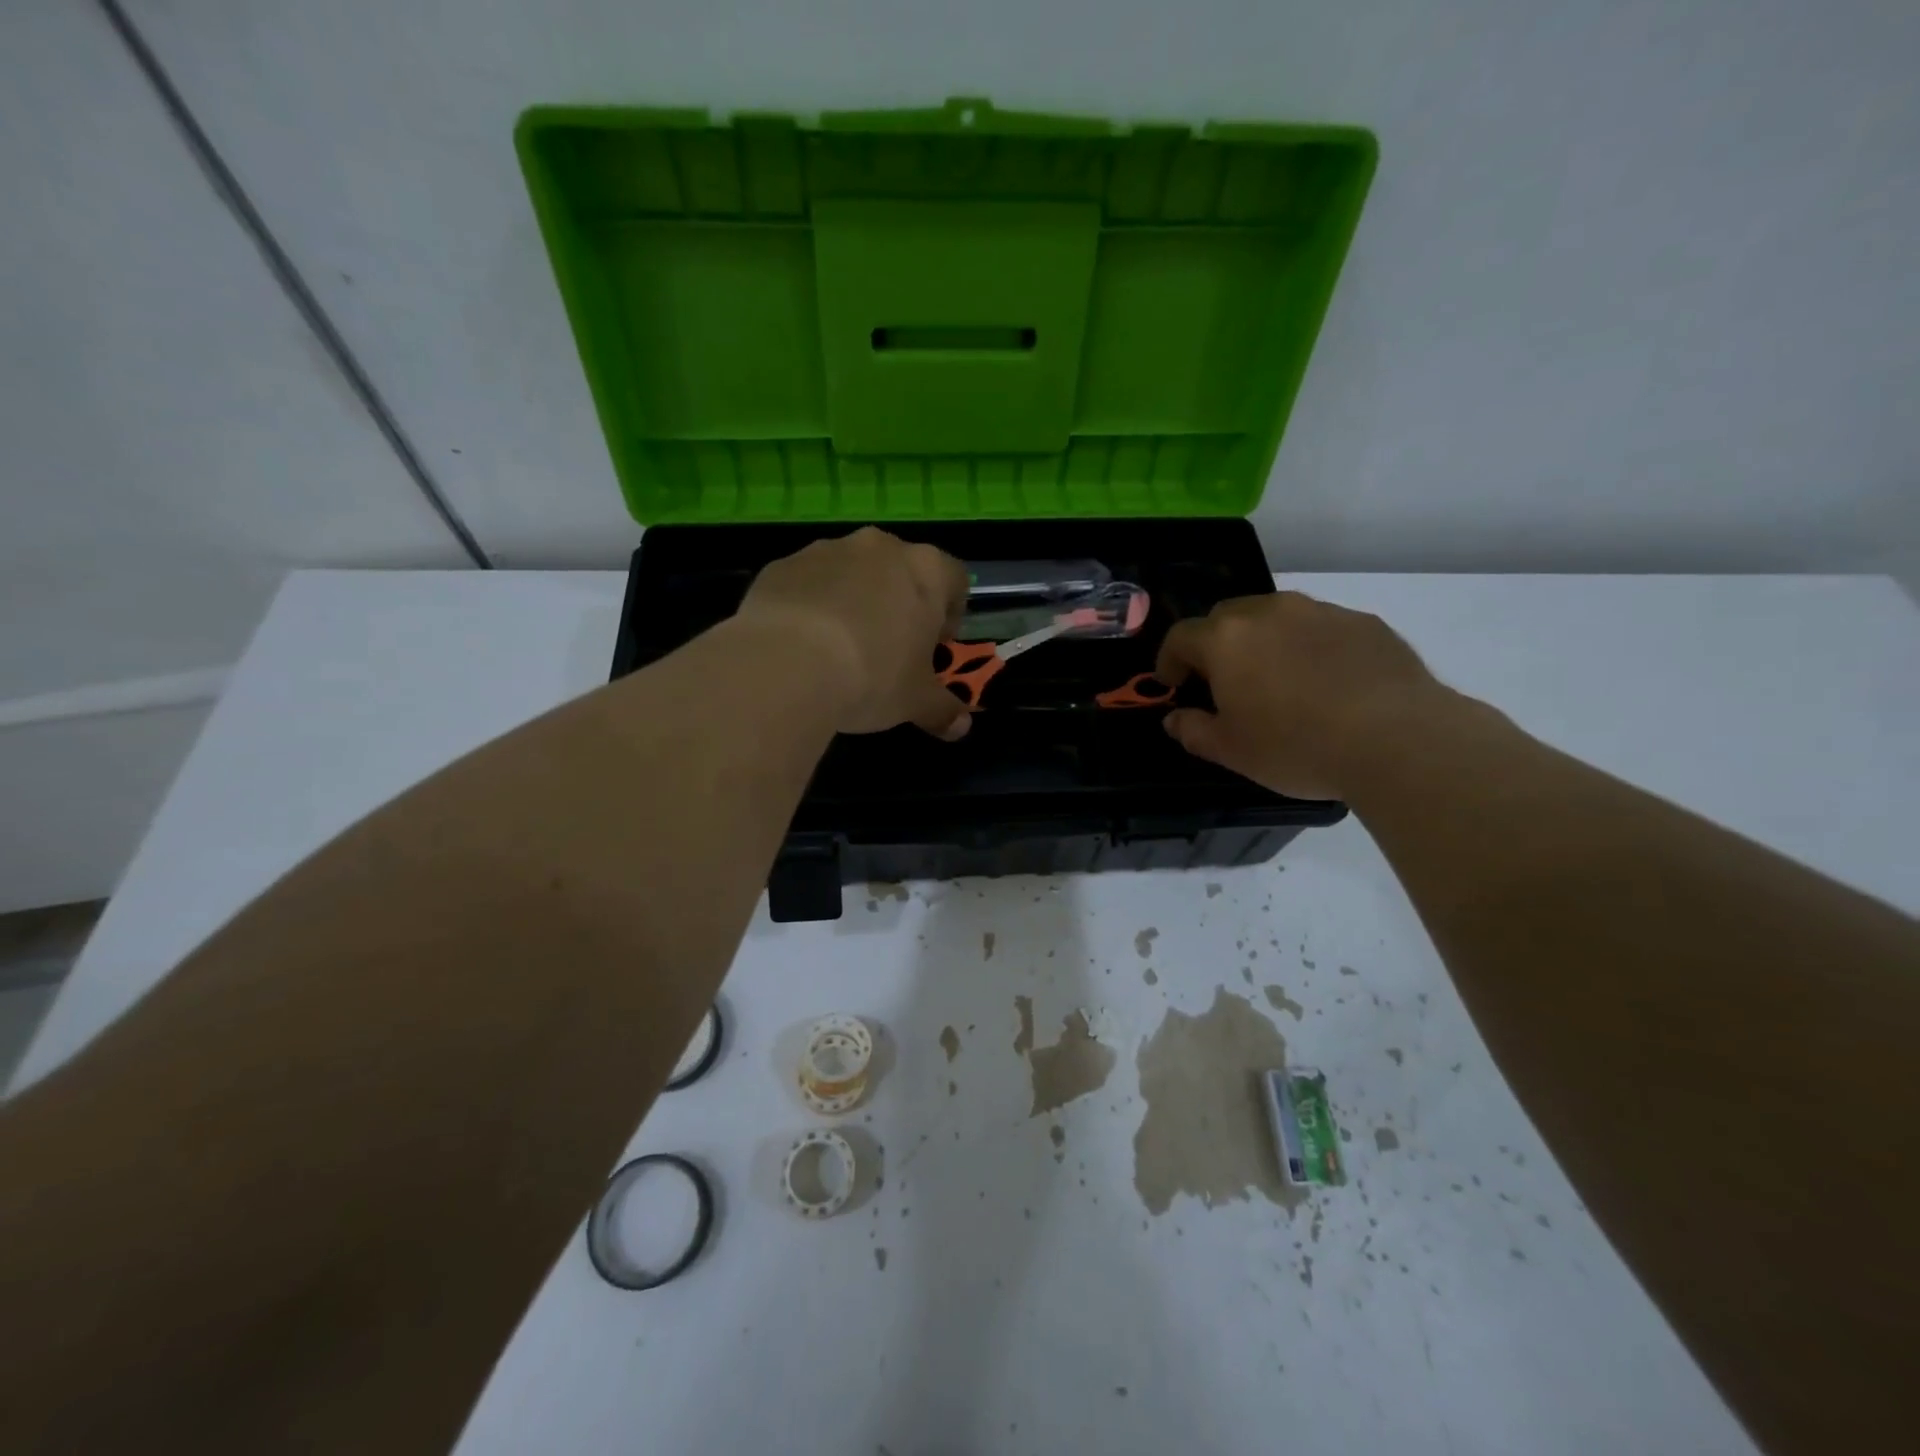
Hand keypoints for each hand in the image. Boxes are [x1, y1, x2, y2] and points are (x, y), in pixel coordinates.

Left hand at [735, 527, 971, 739]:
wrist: (785, 665)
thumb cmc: (872, 677)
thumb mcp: (916, 702)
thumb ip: (943, 709)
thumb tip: (961, 727)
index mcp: (925, 570)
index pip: (954, 579)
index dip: (950, 612)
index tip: (935, 644)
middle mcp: (879, 547)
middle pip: (900, 570)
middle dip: (899, 604)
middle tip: (890, 648)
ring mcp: (826, 550)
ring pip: (851, 573)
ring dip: (853, 600)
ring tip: (840, 648)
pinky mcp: (782, 565)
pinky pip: (807, 583)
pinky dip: (811, 606)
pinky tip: (802, 645)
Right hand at [1154, 591, 1450, 798]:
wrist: (1397, 738)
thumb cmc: (1296, 746)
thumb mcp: (1232, 752)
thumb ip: (1194, 731)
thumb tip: (1175, 720)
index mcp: (1226, 640)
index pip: (1181, 636)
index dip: (1170, 660)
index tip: (1173, 684)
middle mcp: (1269, 612)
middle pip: (1226, 616)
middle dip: (1216, 644)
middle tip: (1224, 681)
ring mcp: (1320, 611)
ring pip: (1276, 616)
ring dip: (1264, 641)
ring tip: (1278, 680)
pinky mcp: (1363, 622)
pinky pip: (1320, 627)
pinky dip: (1309, 646)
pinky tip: (1326, 683)